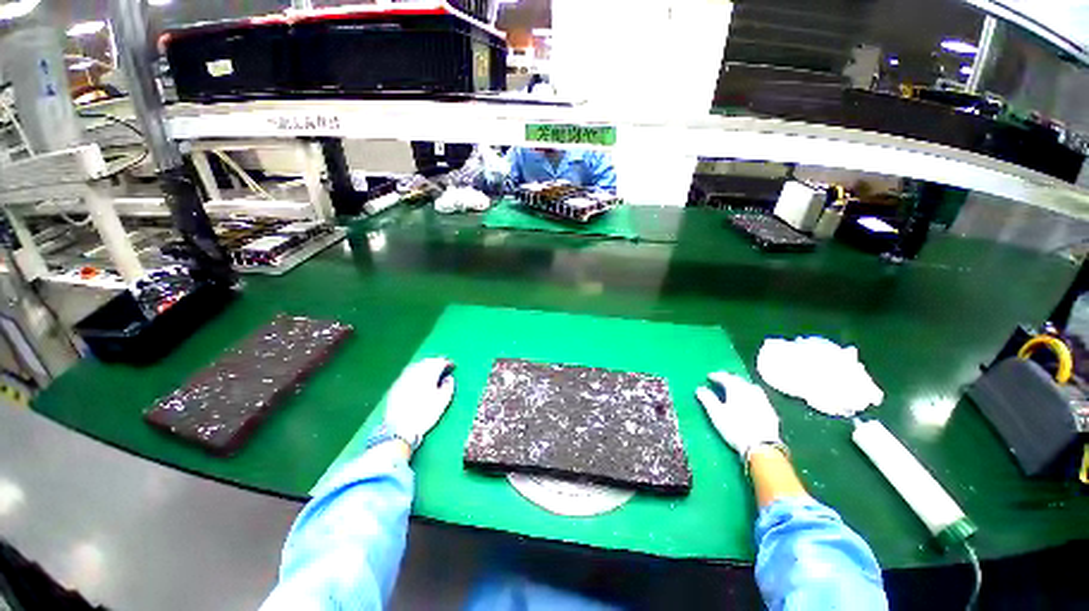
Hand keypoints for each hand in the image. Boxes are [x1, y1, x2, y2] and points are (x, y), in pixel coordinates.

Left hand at [383, 358, 455, 449]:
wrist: (399, 429)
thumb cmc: (425, 414)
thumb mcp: (443, 401)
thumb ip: (448, 386)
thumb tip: (448, 377)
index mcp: (428, 375)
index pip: (439, 362)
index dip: (447, 363)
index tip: (452, 366)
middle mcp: (415, 373)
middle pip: (427, 361)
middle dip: (436, 362)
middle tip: (443, 365)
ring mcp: (403, 378)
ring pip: (416, 365)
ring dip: (425, 365)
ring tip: (431, 370)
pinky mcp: (395, 386)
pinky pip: (408, 372)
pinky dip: (415, 372)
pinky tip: (417, 378)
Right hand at [696, 372, 781, 458]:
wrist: (762, 447)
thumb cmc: (735, 428)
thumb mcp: (716, 413)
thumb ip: (707, 399)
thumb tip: (700, 389)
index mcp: (736, 389)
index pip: (725, 377)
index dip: (716, 376)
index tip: (709, 376)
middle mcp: (751, 391)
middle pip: (739, 380)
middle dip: (729, 378)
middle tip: (721, 380)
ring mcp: (763, 400)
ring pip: (751, 387)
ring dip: (742, 385)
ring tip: (735, 389)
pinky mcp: (770, 411)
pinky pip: (759, 397)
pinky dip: (751, 395)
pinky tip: (750, 401)